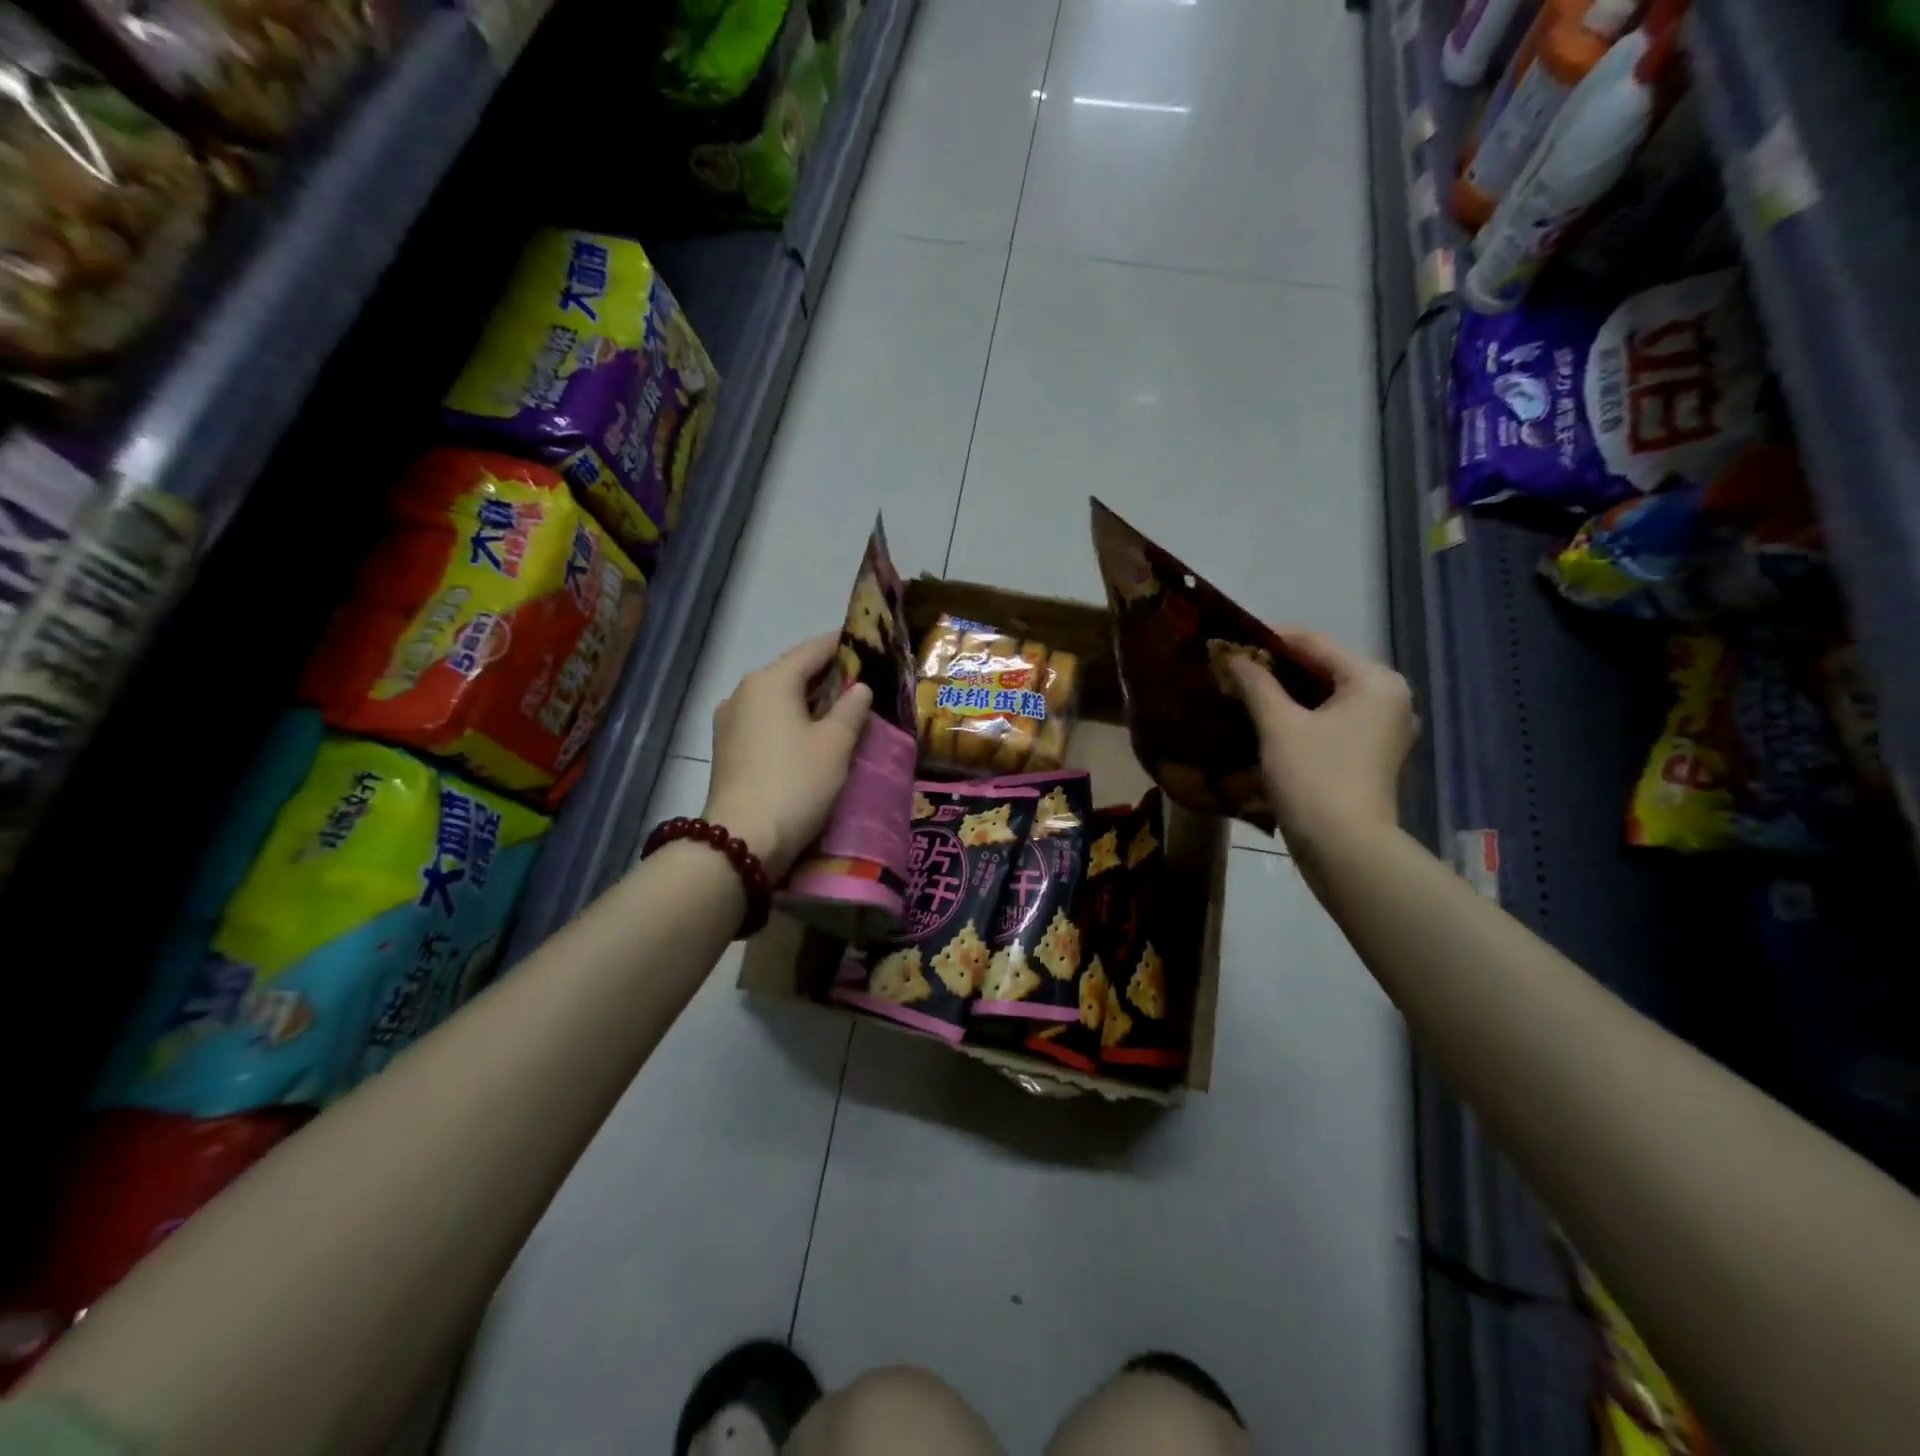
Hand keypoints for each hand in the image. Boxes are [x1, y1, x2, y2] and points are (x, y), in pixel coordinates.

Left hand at [702, 635, 872, 879]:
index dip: (843, 645)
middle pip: (792, 672)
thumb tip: (859, 688)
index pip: (813, 650)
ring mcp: (729, 720)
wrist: (743, 839)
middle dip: (826, 676)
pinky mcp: (725, 748)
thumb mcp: (835, 744)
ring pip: (776, 698)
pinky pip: (764, 721)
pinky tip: (807, 737)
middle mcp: (743, 691)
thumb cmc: (796, 782)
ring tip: (838, 713)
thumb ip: (851, 709)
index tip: (868, 645)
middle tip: (861, 685)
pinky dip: (788, 720)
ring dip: (806, 701)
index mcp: (770, 680)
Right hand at [1230, 629, 1414, 862]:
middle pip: (1323, 669)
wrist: (1344, 848)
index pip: (1316, 644)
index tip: (1230, 639)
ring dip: (1285, 693)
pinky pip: (1330, 720)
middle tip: (1233, 667)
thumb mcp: (1278, 725)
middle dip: (1276, 668)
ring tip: (1242, 690)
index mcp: (1375, 681)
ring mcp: (1382, 729)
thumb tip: (1232, 655)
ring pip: (1325, 696)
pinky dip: (1300, 716)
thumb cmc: (1314, 776)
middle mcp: (1388, 698)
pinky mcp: (1369, 755)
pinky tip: (1266, 719)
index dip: (1270, 639)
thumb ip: (1256, 683)